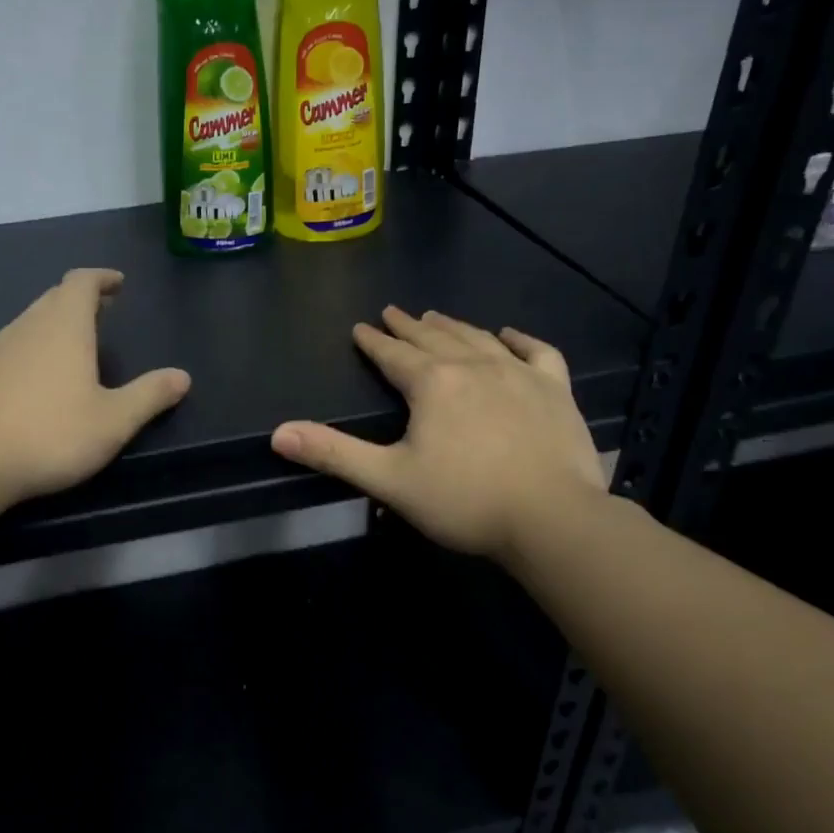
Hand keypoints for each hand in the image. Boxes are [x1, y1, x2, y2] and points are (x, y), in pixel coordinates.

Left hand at [0, 269, 190, 507]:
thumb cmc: (51, 434)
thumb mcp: (113, 421)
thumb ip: (149, 396)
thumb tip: (182, 376)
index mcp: (64, 326)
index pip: (81, 282)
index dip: (101, 278)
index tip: (117, 283)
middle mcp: (28, 326)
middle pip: (55, 297)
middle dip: (81, 299)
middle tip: (104, 311)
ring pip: (31, 321)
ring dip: (55, 323)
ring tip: (76, 344)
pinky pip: (13, 346)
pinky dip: (34, 347)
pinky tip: (39, 379)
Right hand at [270, 306, 606, 565]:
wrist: (553, 520)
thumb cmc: (463, 500)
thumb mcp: (388, 480)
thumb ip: (333, 453)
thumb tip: (278, 433)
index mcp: (431, 383)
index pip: (393, 354)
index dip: (373, 341)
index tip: (360, 327)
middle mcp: (473, 365)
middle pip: (433, 338)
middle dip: (408, 326)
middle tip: (392, 313)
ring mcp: (519, 374)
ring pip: (478, 338)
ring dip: (452, 326)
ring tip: (436, 317)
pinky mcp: (555, 390)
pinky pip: (537, 352)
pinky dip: (519, 339)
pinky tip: (507, 335)